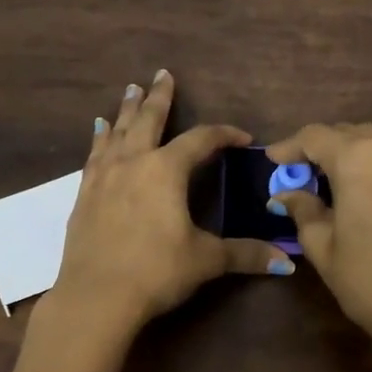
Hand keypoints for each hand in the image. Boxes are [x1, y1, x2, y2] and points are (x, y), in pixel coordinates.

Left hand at [9, 71, 294, 371]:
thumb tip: (287, 262)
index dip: (224, 135)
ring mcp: (103, 177)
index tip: (241, 137)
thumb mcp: (206, 260)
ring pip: (117, 133)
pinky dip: (99, 139)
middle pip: (149, 120)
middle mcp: (133, 163)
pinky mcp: (84, 196)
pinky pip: (94, 156)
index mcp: (166, 170)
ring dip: (126, 111)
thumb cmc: (156, 272)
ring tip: (130, 91)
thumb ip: (245, 255)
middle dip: (159, 97)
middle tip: (163, 74)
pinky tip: (98, 132)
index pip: (201, 140)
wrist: (96, 297)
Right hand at [264, 122, 371, 340]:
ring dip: (347, 154)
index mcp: (357, 158)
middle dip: (319, 149)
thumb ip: (302, 209)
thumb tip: (285, 195)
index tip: (272, 161)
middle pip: (346, 134)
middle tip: (299, 173)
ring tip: (328, 180)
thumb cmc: (366, 277)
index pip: (315, 137)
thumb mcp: (321, 243)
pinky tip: (359, 188)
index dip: (289, 147)